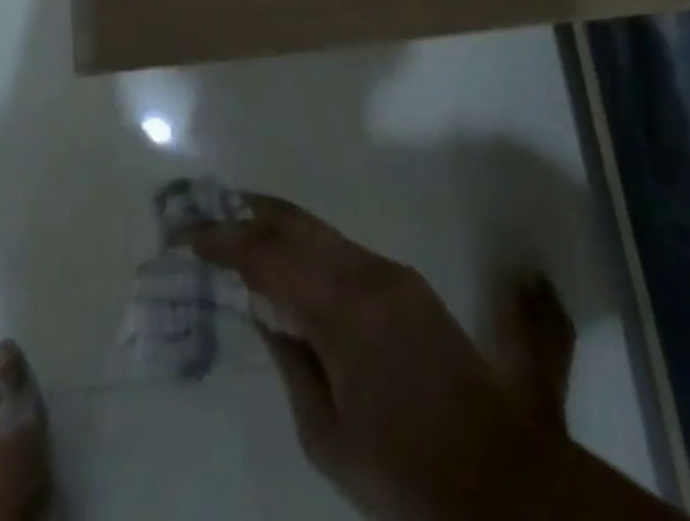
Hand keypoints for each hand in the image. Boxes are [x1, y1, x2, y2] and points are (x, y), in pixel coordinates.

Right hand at [191, 196, 584, 520]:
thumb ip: (292, 363)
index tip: (187, 234)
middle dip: (248, 212)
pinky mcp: (409, 284)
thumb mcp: (329, 438)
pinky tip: (289, 263)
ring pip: (322, 233)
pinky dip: (308, 249)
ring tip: (237, 227)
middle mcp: (370, 274)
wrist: (502, 478)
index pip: (270, 258)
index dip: (224, 241)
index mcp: (346, 311)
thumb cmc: (406, 473)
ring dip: (277, 227)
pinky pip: (345, 252)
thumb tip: (266, 313)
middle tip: (206, 211)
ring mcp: (393, 273)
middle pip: (297, 225)